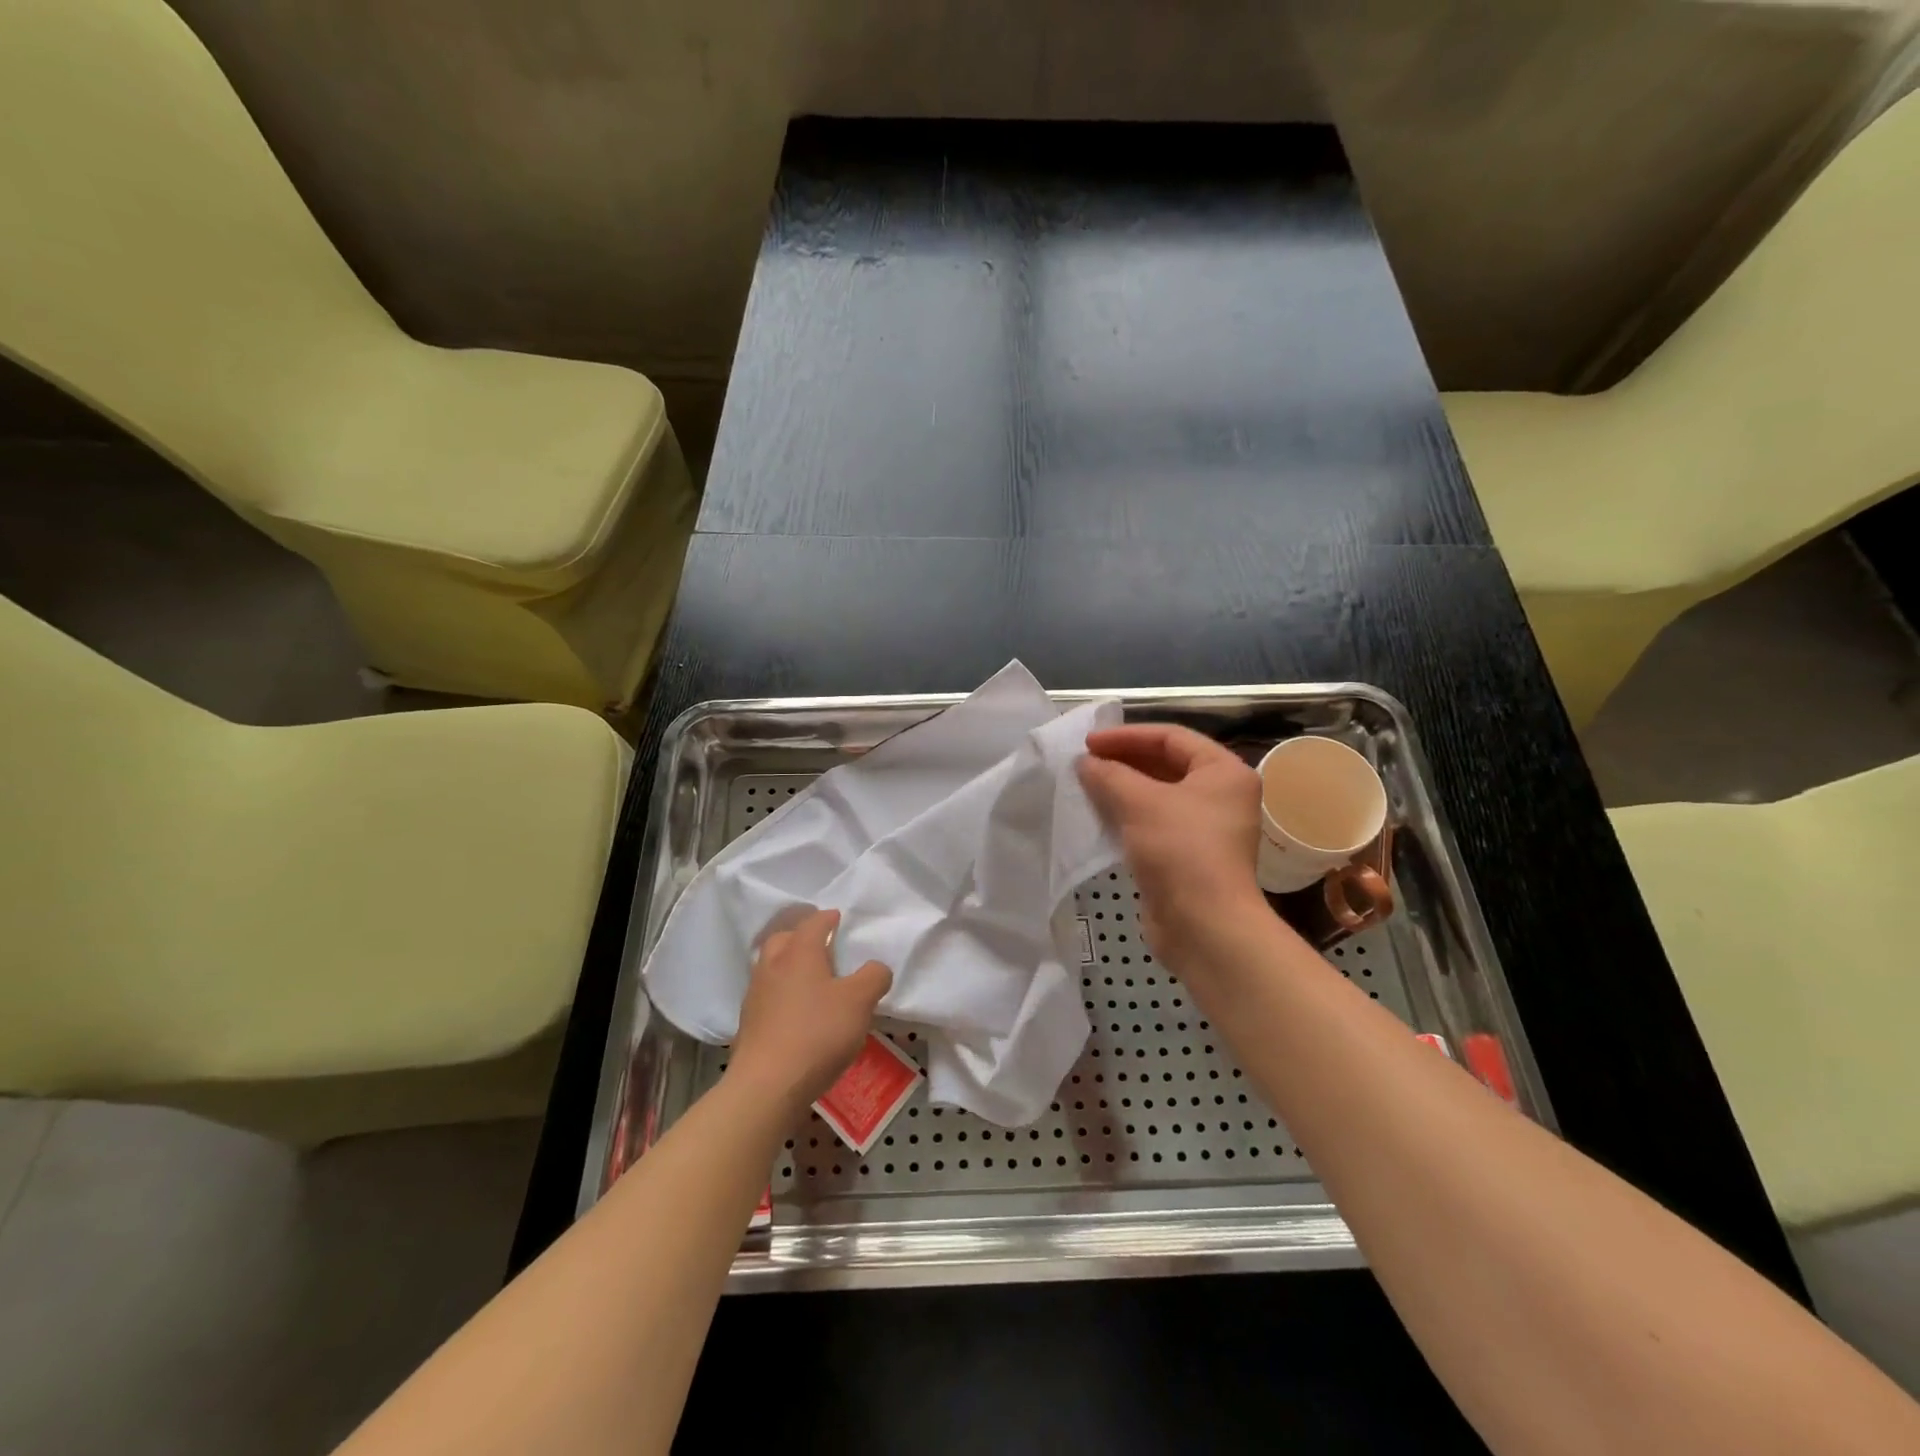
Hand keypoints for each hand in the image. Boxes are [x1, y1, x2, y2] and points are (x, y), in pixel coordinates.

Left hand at [725, 909, 892, 1112]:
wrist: (767, 1086)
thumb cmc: (817, 1033)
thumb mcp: (860, 1002)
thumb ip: (874, 977)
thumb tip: (876, 967)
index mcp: (799, 952)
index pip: (814, 923)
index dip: (829, 918)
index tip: (839, 918)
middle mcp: (772, 966)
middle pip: (784, 939)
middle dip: (802, 937)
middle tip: (823, 947)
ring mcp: (756, 995)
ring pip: (772, 967)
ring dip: (789, 966)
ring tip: (811, 980)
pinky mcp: (749, 1024)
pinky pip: (768, 995)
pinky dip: (782, 994)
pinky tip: (797, 1012)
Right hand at [1077, 724, 1274, 975]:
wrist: (1204, 926)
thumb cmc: (1180, 850)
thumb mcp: (1139, 802)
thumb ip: (1108, 775)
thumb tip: (1084, 763)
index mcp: (1223, 771)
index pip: (1171, 737)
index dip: (1127, 736)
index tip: (1089, 743)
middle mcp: (1221, 795)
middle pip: (1166, 764)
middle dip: (1124, 761)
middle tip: (1085, 763)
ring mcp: (1207, 828)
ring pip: (1158, 796)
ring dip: (1122, 788)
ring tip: (1086, 786)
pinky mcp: (1189, 856)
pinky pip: (1155, 823)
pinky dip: (1128, 816)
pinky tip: (1099, 817)